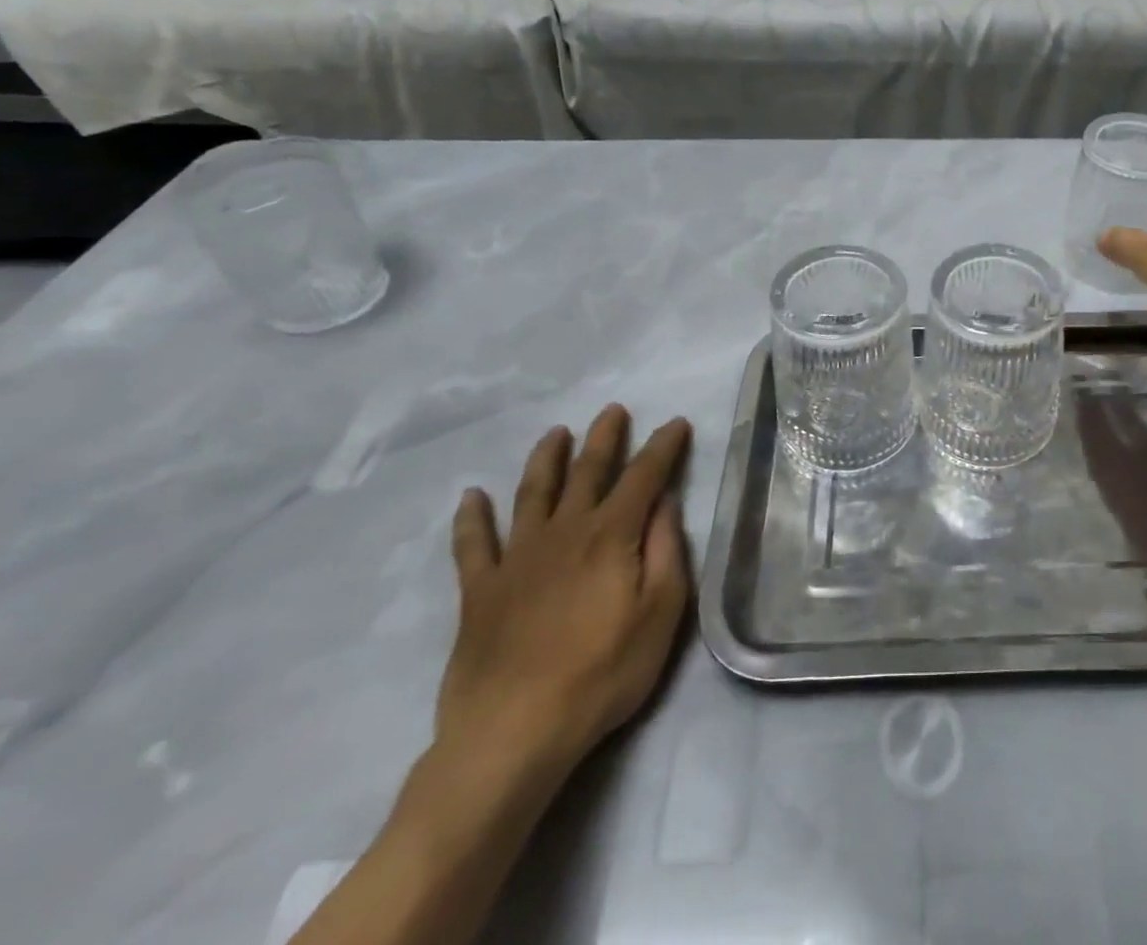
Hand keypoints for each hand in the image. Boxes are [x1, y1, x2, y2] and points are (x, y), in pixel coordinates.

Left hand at [436, 406, 691, 787]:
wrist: (511, 735)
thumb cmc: (601, 674)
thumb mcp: (661, 614)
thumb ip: (666, 551)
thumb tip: (664, 503)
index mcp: (610, 536)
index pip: (643, 476)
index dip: (662, 447)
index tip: (675, 423)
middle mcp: (564, 532)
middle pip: (587, 472)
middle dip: (604, 438)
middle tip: (613, 410)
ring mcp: (517, 559)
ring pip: (532, 493)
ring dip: (546, 459)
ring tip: (556, 433)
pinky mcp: (480, 591)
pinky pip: (473, 545)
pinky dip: (472, 518)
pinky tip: (471, 497)